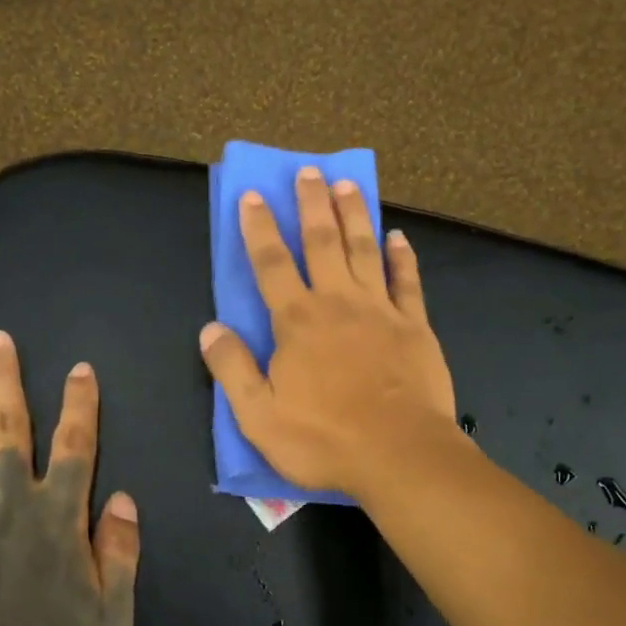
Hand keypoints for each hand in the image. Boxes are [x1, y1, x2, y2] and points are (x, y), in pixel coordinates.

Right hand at [200, 166, 457, 499]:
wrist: (399, 454)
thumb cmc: (324, 439)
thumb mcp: (258, 416)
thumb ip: (232, 369)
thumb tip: (210, 329)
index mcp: (297, 321)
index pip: (271, 263)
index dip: (259, 228)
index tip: (253, 195)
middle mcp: (337, 303)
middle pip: (321, 242)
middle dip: (312, 204)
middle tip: (308, 170)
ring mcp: (381, 310)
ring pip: (364, 250)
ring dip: (354, 215)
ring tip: (347, 184)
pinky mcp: (415, 326)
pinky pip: (407, 282)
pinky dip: (402, 257)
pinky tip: (398, 237)